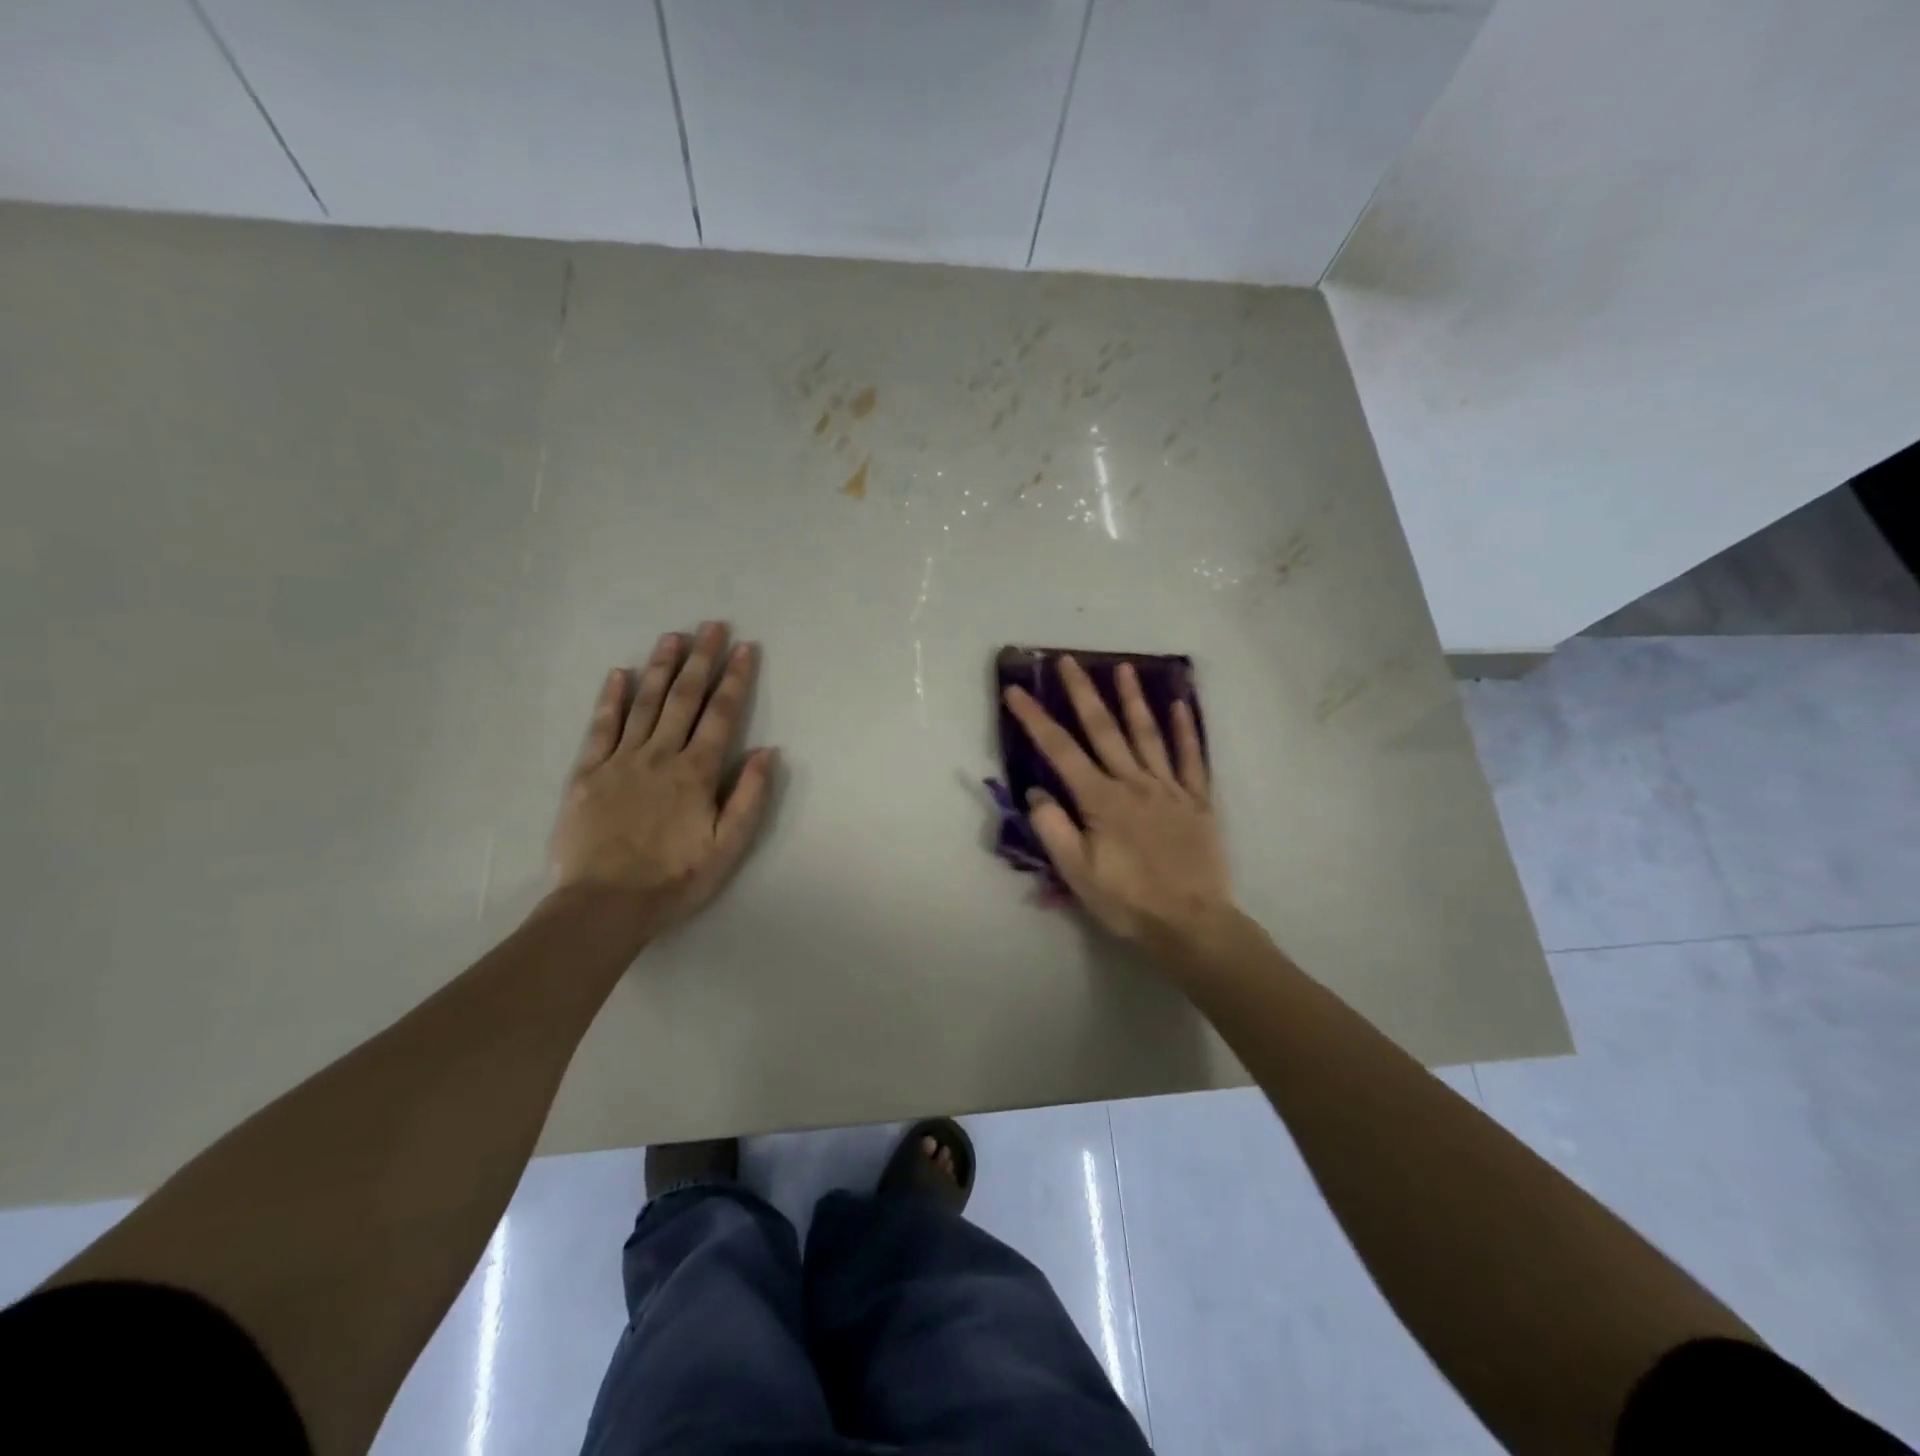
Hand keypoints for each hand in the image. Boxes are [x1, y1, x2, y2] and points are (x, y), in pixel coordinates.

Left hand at [549, 622, 776, 940]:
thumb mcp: (727, 847)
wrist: (604, 905)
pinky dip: (611, 698)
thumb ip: (748, 797)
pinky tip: (620, 674)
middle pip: (684, 698)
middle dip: (702, 659)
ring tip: (673, 637)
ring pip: (645, 703)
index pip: (721, 715)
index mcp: (696, 772)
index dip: (736, 679)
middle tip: (712, 626)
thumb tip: (767, 751)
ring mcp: (621, 761)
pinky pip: (601, 727)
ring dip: (661, 667)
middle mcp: (660, 756)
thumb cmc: (674, 880)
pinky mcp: (588, 773)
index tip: (745, 647)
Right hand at [1004, 657, 1233, 949]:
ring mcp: (1169, 788)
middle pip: (1104, 730)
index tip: (1017, 691)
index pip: (1060, 751)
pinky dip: (1186, 730)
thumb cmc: (1128, 901)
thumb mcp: (1077, 874)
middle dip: (1083, 693)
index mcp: (1101, 800)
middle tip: (1068, 661)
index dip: (1035, 719)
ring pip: (1148, 734)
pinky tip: (1181, 704)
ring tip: (1124, 667)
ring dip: (1134, 699)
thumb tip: (1036, 793)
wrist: (1192, 923)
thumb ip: (1054, 830)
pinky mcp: (1197, 800)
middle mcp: (1134, 783)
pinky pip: (1192, 758)